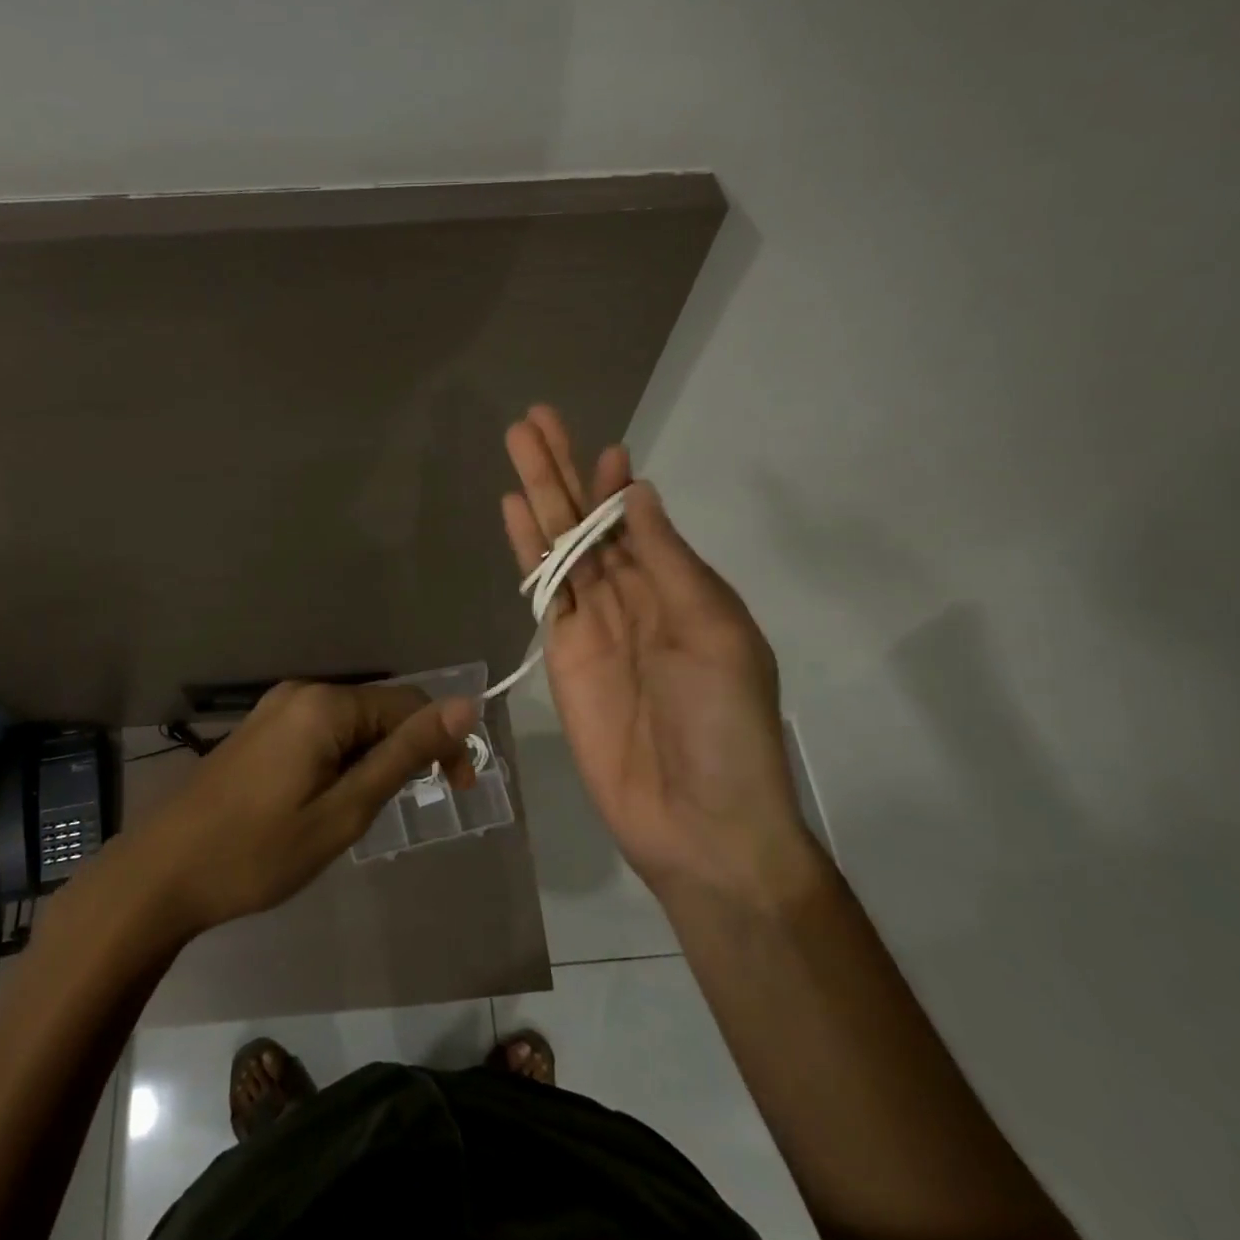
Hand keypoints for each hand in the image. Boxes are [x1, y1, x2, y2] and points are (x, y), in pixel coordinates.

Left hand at [122, 682, 478, 937]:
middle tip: (407, 809)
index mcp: (325, 704)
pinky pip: (321, 732)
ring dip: (373, 760)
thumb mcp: (344, 810)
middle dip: (406, 752)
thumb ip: (404, 755)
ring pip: (351, 723)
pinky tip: (330, 799)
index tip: (457, 791)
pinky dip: (342, 760)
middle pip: (379, 710)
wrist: (162, 874)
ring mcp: (275, 709)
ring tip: (363, 813)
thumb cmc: (259, 852)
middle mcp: (302, 692)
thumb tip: (464, 705)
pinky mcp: (260, 729)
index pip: (410, 705)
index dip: (442, 742)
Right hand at [501, 406, 810, 902]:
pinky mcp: (560, 651)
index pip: (638, 520)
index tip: (601, 446)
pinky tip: (514, 513)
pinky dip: (528, 551)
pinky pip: (543, 591)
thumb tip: (637, 495)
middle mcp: (634, 596)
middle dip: (562, 471)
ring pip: (560, 546)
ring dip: (539, 497)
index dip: (614, 484)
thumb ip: (669, 562)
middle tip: (533, 420)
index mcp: (681, 588)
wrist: (696, 819)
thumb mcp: (714, 632)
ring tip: (516, 446)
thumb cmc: (724, 724)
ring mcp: (593, 623)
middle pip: (588, 522)